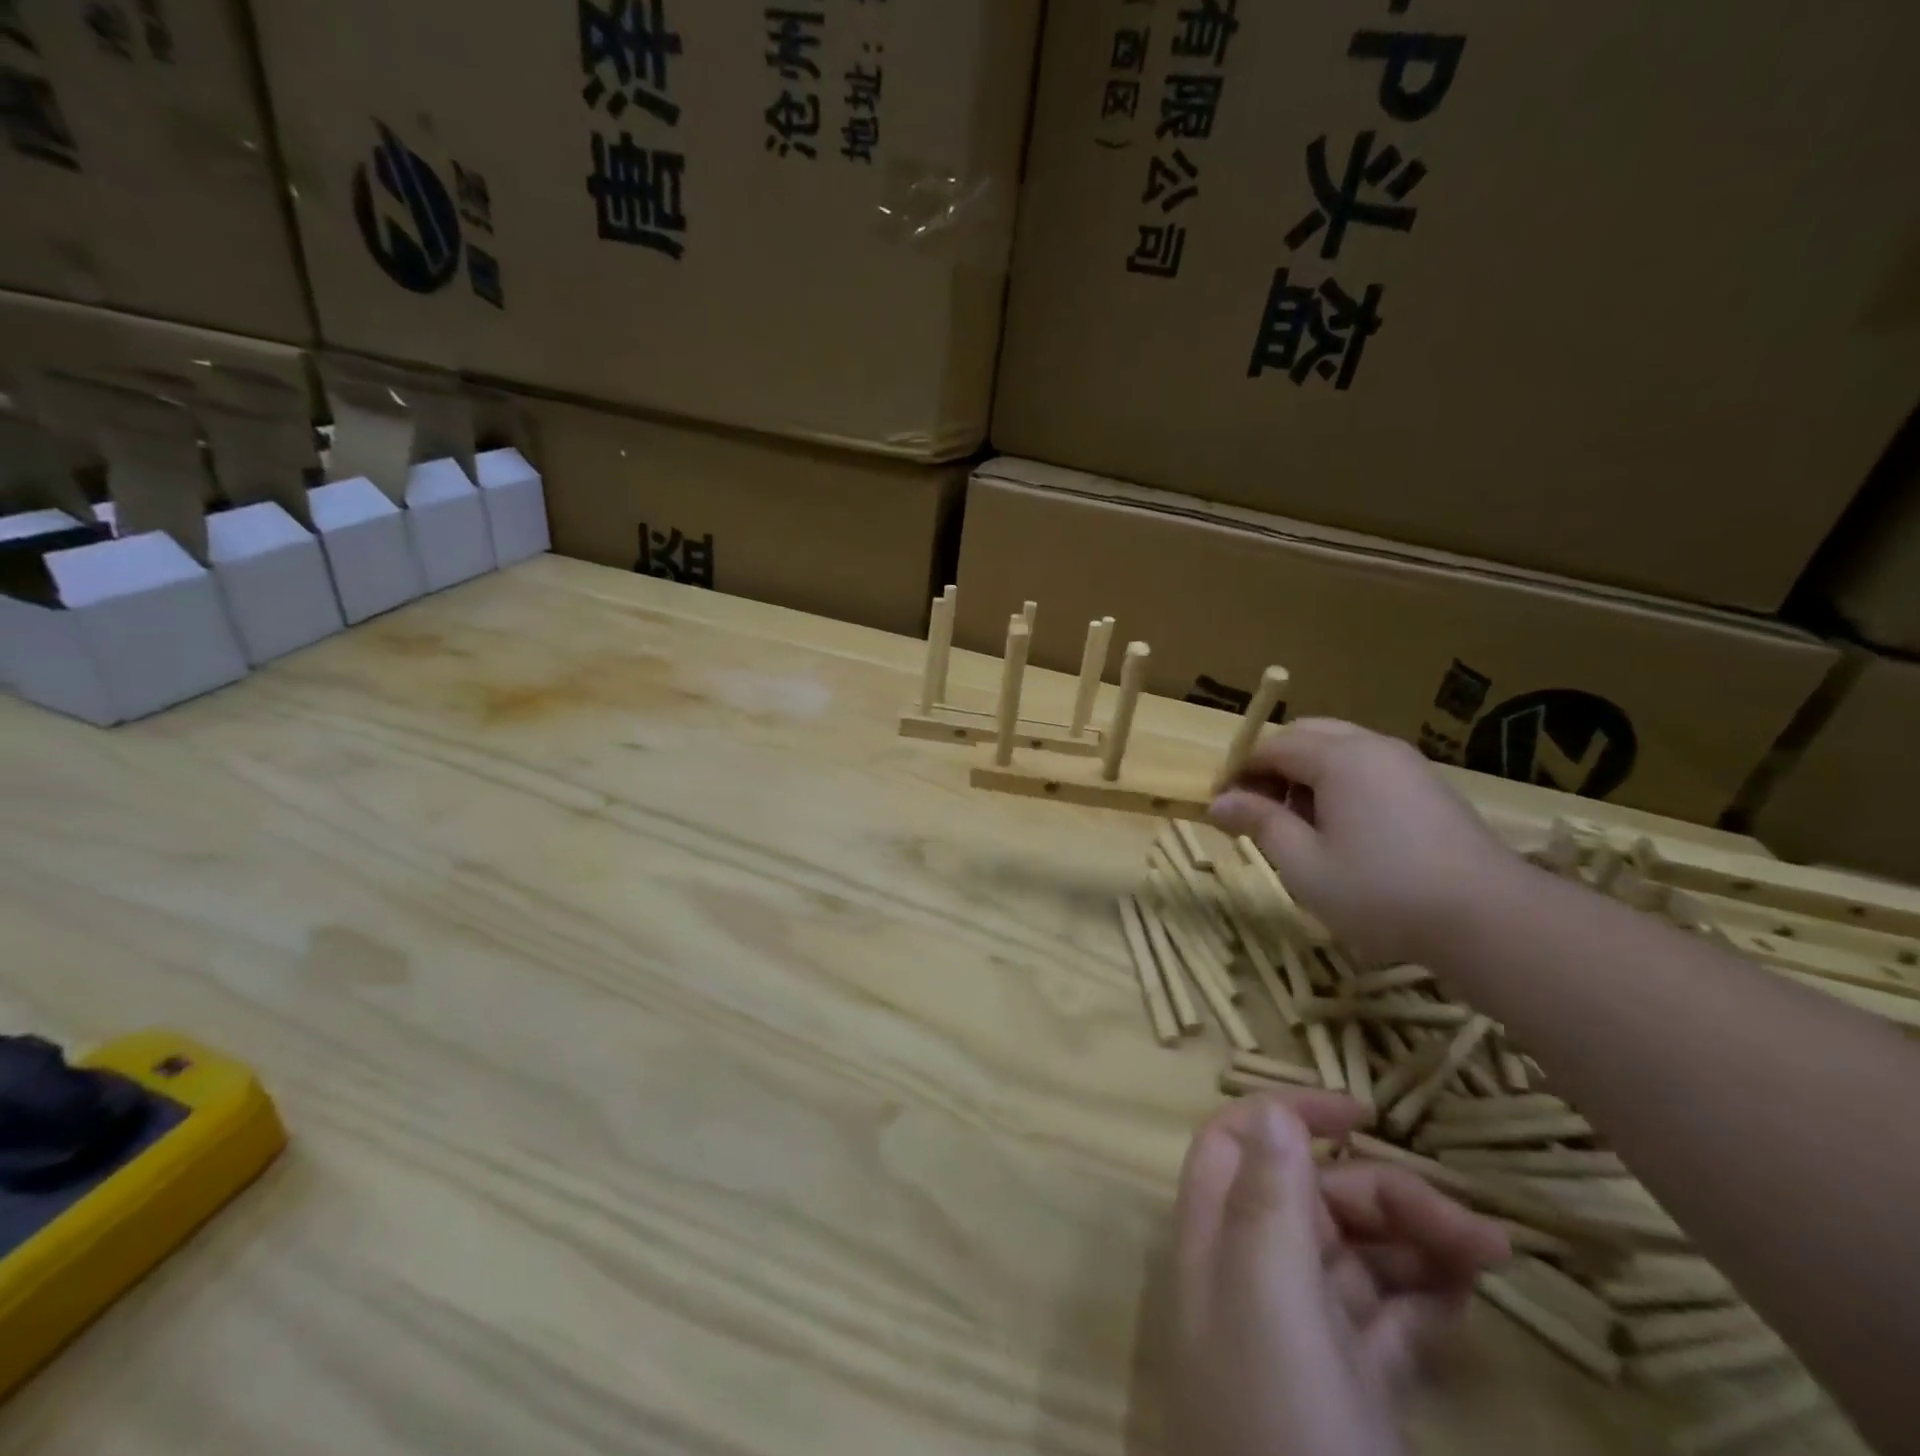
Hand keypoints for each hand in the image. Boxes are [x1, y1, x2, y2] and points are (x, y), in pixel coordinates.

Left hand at [1171, 1091, 1509, 1455]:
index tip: (1364, 1112)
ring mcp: (1302, 1337)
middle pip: (1312, 1197)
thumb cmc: (1281, 1428)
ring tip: (1490, 1261)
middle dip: (1387, 1196)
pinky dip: (1426, 1301)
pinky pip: (1389, 1322)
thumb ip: (1266, 1198)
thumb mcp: (1266, 1299)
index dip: (1288, 1112)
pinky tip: (1468, 1300)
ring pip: (1357, 1256)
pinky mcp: (1352, 1394)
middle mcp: (1251, 1277)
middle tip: (1476, 1233)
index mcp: (1215, 1242)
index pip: (1237, 1144)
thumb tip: (1275, 1114)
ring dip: (1419, 1244)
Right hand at [1209, 718, 1520, 964]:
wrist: (1491, 920)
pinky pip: (1368, 767)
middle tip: (1260, 813)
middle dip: (1273, 766)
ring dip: (1306, 775)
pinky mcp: (1428, 786)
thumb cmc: (1382, 892)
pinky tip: (1344, 832)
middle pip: (1306, 736)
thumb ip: (1260, 824)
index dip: (1239, 772)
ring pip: (1339, 749)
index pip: (1271, 746)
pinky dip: (1340, 784)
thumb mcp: (1305, 864)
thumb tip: (1218, 802)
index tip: (1223, 807)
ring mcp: (1406, 764)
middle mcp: (1372, 746)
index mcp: (1338, 757)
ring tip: (1301, 827)